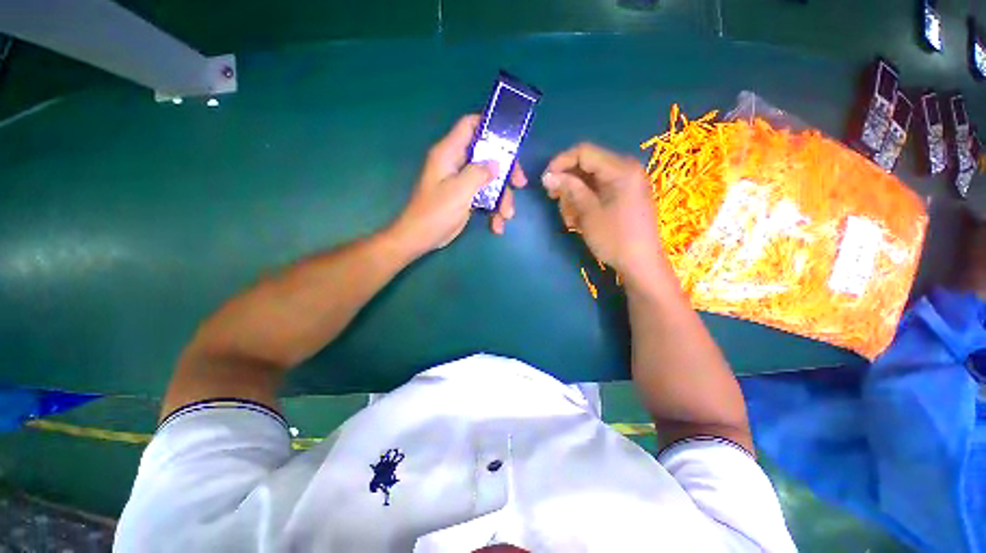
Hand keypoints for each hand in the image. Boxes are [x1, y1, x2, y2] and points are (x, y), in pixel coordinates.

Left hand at [390, 115, 527, 255]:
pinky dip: (493, 210)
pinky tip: (497, 226)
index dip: (489, 125)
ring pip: (490, 180)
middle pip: (487, 156)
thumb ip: (478, 174)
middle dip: (505, 171)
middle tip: (520, 183)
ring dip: (502, 198)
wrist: (421, 238)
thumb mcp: (459, 191)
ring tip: (506, 216)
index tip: (511, 138)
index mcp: (449, 153)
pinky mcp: (466, 198)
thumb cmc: (436, 213)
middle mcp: (456, 164)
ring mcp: (462, 182)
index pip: (469, 126)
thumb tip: (496, 164)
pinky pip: (485, 197)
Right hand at [543, 143, 661, 278]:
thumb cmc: (614, 238)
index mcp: (621, 169)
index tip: (545, 181)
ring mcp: (626, 183)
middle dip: (568, 184)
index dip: (561, 163)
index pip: (584, 152)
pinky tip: (579, 220)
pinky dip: (585, 202)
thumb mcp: (588, 213)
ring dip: (574, 197)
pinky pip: (598, 191)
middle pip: (586, 166)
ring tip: (570, 219)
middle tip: (556, 202)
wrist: (640, 264)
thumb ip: (570, 189)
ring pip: (589, 180)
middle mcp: (626, 169)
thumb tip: (547, 176)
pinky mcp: (624, 196)